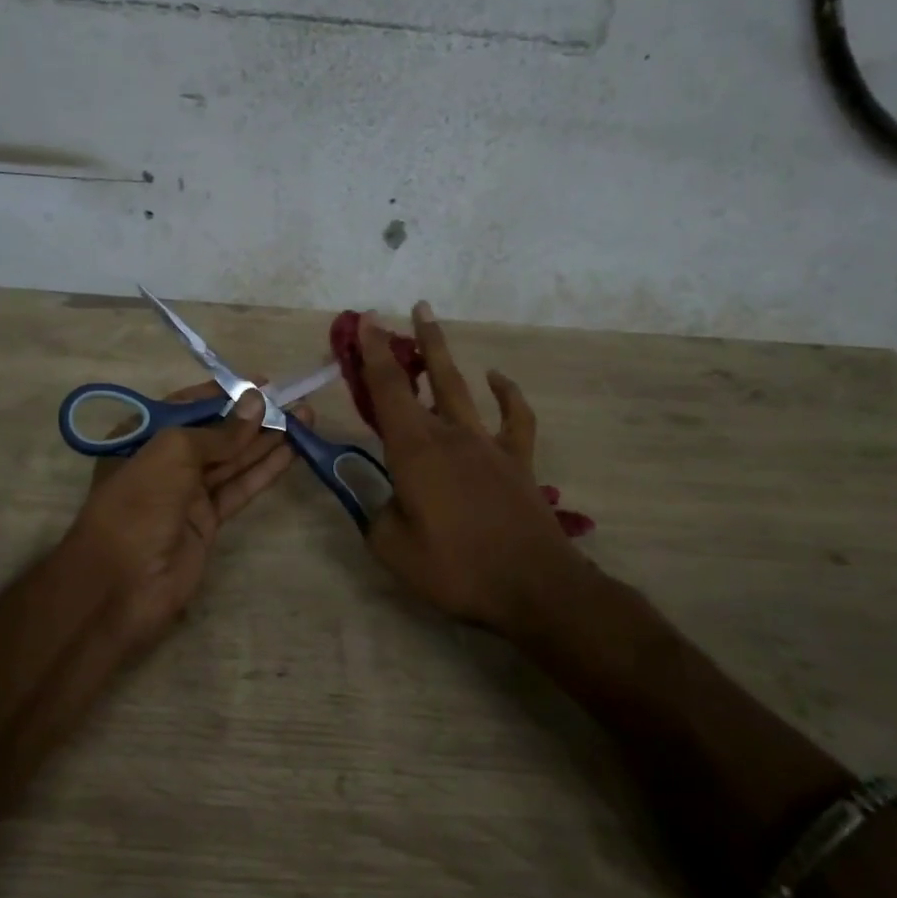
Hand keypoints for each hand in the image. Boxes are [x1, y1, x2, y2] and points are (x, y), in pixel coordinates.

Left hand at [66, 384, 303, 648]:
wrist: (121, 585)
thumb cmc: (138, 504)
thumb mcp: (172, 453)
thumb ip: (218, 431)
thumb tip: (256, 402)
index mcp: (142, 436)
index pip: (188, 405)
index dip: (224, 393)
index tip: (261, 384)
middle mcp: (164, 460)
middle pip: (216, 431)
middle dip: (253, 415)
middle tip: (294, 400)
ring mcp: (187, 492)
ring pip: (233, 459)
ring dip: (267, 439)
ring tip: (306, 417)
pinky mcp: (208, 521)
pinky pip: (240, 487)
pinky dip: (265, 470)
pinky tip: (292, 452)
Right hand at [360, 304, 588, 630]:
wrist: (533, 585)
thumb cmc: (456, 568)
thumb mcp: (393, 549)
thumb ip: (375, 515)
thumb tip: (381, 499)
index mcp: (414, 451)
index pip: (387, 390)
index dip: (372, 353)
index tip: (363, 321)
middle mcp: (450, 435)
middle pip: (424, 378)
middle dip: (405, 343)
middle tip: (395, 312)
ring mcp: (487, 444)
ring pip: (461, 386)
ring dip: (443, 353)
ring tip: (430, 321)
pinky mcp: (517, 460)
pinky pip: (514, 417)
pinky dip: (506, 393)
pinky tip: (497, 379)